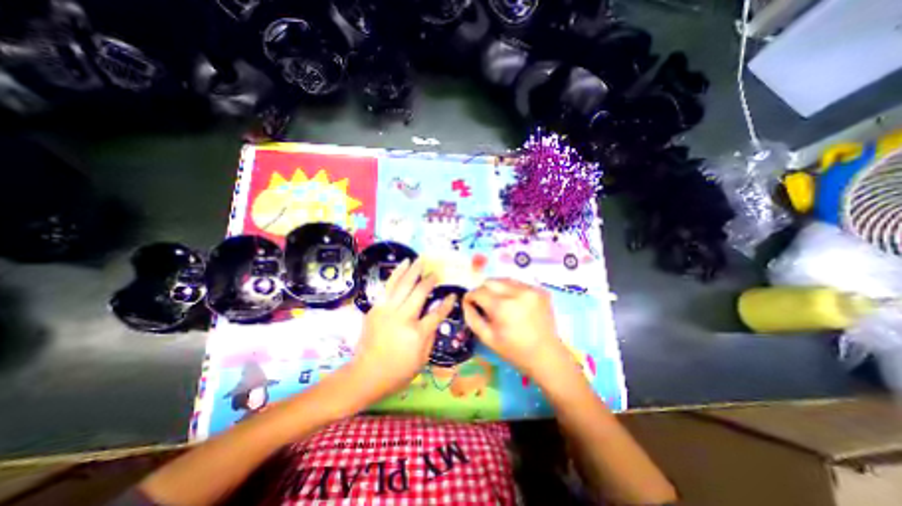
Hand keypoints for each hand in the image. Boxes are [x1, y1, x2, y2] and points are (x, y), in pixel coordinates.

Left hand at [350, 261, 454, 398]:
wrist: (365, 374)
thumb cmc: (397, 371)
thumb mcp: (422, 360)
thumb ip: (431, 335)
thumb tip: (436, 315)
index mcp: (416, 334)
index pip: (436, 314)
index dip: (447, 304)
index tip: (453, 294)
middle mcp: (402, 318)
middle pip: (419, 293)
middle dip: (430, 280)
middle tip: (436, 272)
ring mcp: (387, 311)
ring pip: (403, 284)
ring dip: (413, 270)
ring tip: (420, 260)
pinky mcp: (376, 308)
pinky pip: (389, 286)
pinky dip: (397, 274)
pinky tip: (403, 265)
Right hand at [464, 279, 568, 380]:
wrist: (547, 356)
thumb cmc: (514, 351)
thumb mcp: (487, 338)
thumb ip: (472, 318)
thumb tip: (466, 302)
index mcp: (502, 306)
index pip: (478, 291)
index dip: (470, 296)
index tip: (469, 303)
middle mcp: (517, 292)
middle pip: (491, 281)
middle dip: (483, 290)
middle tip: (484, 303)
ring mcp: (531, 289)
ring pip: (505, 280)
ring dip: (497, 288)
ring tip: (499, 303)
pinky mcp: (540, 290)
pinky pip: (518, 284)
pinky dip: (511, 290)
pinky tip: (514, 303)